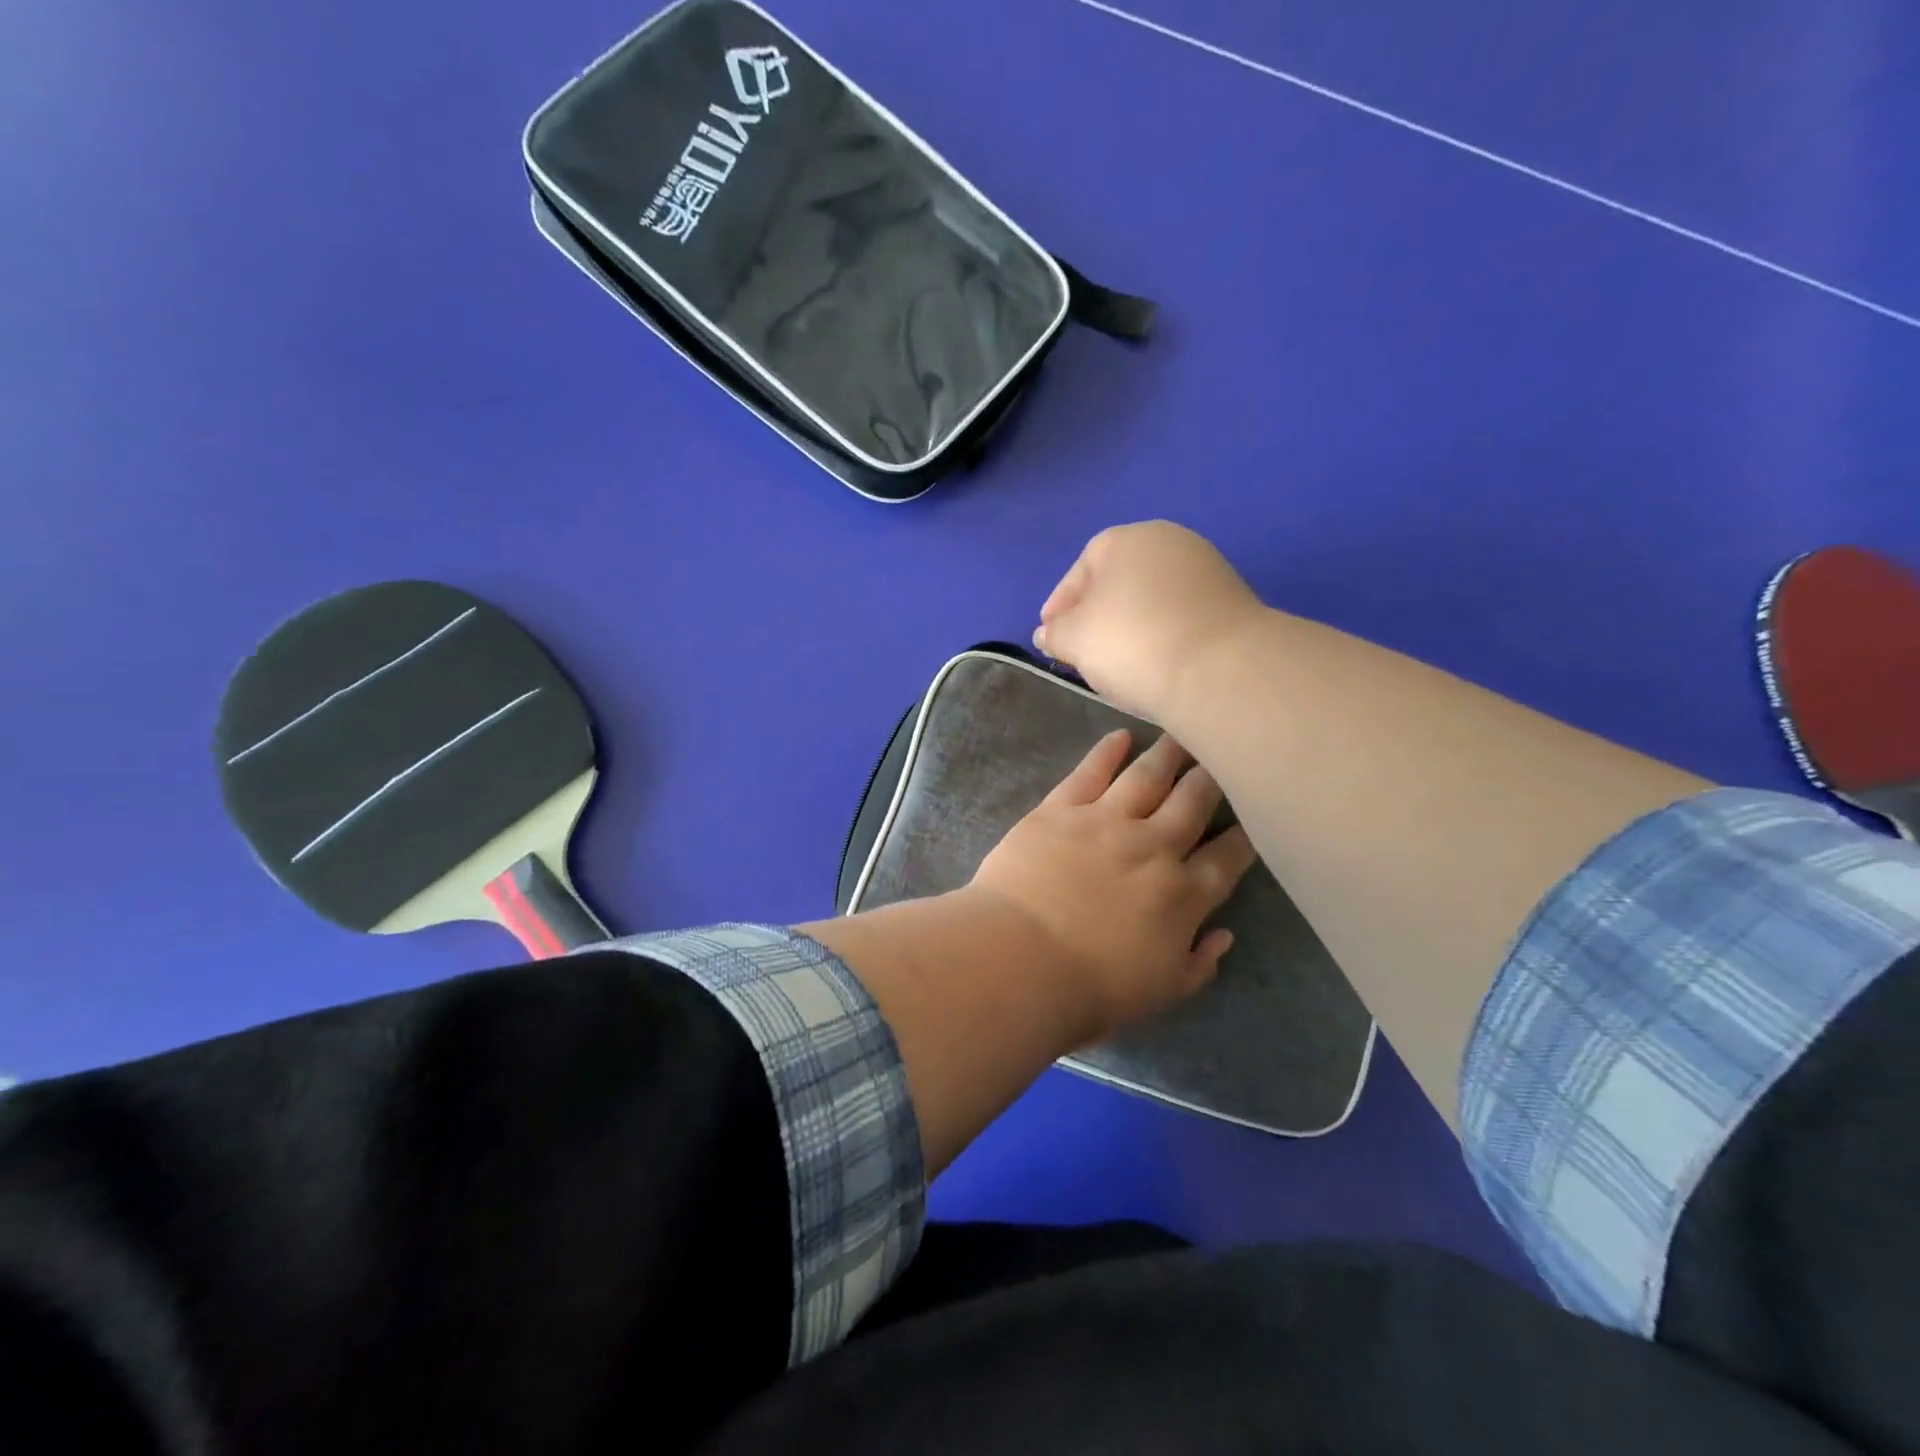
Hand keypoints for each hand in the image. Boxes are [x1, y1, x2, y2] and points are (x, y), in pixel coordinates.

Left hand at [969, 729, 1256, 1041]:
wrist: (1021, 959)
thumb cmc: (1092, 988)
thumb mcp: (1163, 992)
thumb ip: (1200, 963)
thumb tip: (1224, 935)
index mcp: (1184, 894)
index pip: (1228, 856)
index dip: (1245, 835)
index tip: (1254, 815)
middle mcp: (1155, 846)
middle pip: (1194, 801)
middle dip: (1213, 777)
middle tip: (1224, 754)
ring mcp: (1107, 820)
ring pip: (1148, 776)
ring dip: (1169, 753)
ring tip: (1184, 733)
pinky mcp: (1061, 808)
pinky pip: (1091, 771)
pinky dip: (1108, 750)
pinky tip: (1120, 736)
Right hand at [1034, 521, 1264, 720]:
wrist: (1221, 670)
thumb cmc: (1133, 642)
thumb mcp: (1075, 639)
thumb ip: (1055, 633)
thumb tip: (1048, 633)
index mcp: (1128, 539)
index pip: (1083, 566)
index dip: (1061, 603)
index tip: (1051, 635)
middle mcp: (1171, 543)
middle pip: (1120, 580)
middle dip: (1096, 614)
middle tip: (1082, 651)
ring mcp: (1208, 571)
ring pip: (1151, 600)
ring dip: (1130, 627)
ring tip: (1117, 664)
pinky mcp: (1232, 605)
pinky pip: (1180, 618)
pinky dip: (1161, 637)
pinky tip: (1154, 665)